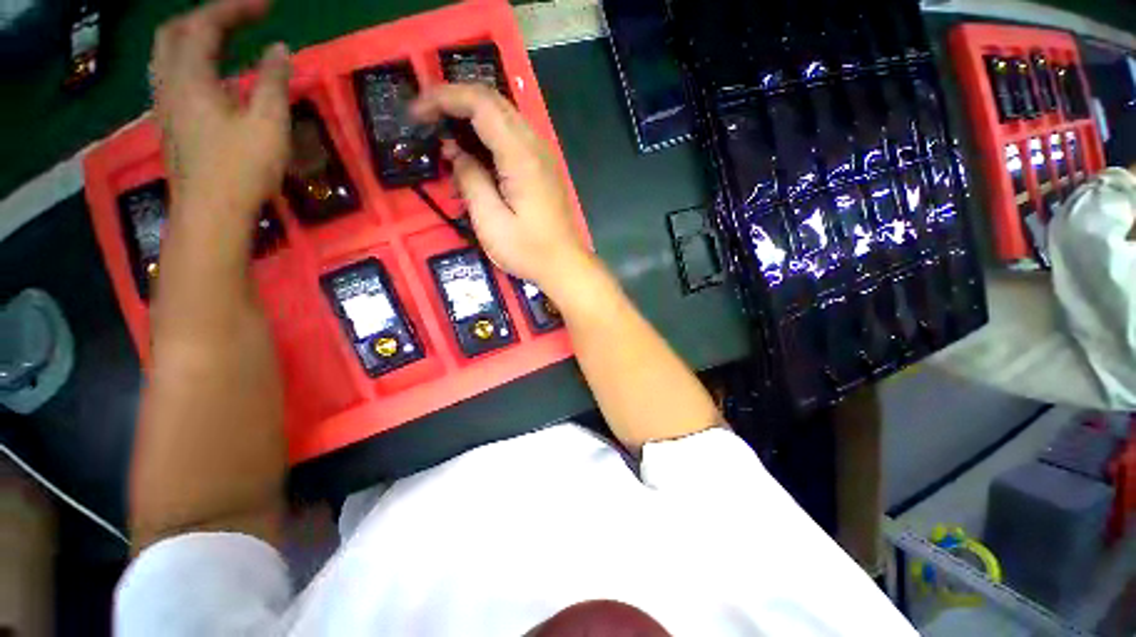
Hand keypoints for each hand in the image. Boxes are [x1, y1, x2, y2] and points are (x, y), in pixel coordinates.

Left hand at [151, 0, 290, 219]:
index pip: (206, 24)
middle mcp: (169, 82)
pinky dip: (192, 60)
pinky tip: (213, 73)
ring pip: (168, 53)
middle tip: (240, 18)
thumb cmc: (241, 169)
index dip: (235, 8)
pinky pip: (172, 74)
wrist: (210, 213)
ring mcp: (166, 103)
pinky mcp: (171, 121)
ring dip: (195, 36)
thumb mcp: (268, 124)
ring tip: (225, 38)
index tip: (266, 5)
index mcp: (191, 77)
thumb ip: (274, 82)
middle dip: (207, 16)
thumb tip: (280, 49)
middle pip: (175, 31)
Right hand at [412, 84, 589, 290]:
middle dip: (454, 101)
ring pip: (503, 116)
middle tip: (426, 120)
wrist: (565, 265)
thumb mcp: (491, 222)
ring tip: (443, 135)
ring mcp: (542, 156)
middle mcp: (535, 147)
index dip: (444, 98)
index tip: (416, 113)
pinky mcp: (543, 168)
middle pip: (493, 102)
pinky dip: (487, 135)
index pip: (481, 103)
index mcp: (521, 157)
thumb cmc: (529, 251)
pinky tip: (472, 155)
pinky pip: (512, 137)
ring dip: (471, 117)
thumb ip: (470, 180)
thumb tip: (455, 152)